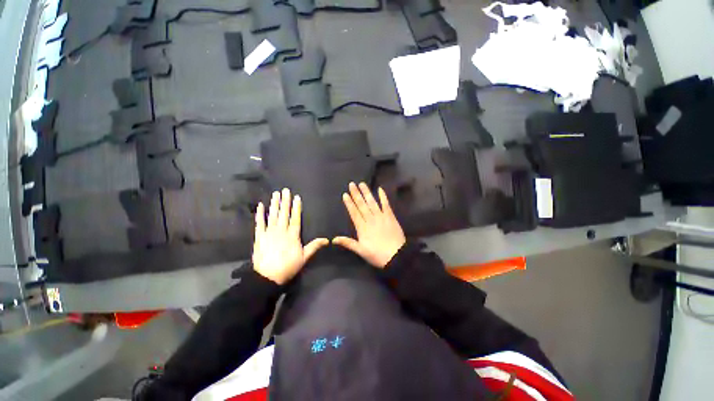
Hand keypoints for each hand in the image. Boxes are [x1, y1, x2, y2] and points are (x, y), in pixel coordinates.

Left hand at [252, 188, 328, 284]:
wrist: (267, 277)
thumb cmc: (288, 267)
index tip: (296, 197)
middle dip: (285, 201)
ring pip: (273, 215)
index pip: (295, 218)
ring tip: (276, 194)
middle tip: (285, 190)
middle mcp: (281, 230)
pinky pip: (259, 223)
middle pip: (284, 214)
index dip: (296, 207)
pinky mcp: (259, 236)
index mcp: (293, 235)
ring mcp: (269, 232)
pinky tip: (261, 206)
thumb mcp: (304, 257)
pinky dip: (260, 214)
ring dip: (274, 204)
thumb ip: (314, 246)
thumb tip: (327, 240)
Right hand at [333, 182, 405, 267]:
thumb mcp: (360, 251)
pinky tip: (380, 189)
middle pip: (362, 205)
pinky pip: (386, 204)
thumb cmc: (377, 255)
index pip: (354, 213)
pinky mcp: (390, 217)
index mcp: (362, 227)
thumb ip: (348, 243)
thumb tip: (333, 239)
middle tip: (352, 184)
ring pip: (372, 202)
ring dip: (367, 193)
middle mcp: (371, 219)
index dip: (349, 203)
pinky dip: (383, 197)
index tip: (345, 194)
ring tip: (362, 184)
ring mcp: (381, 217)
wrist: (397, 256)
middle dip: (356, 194)